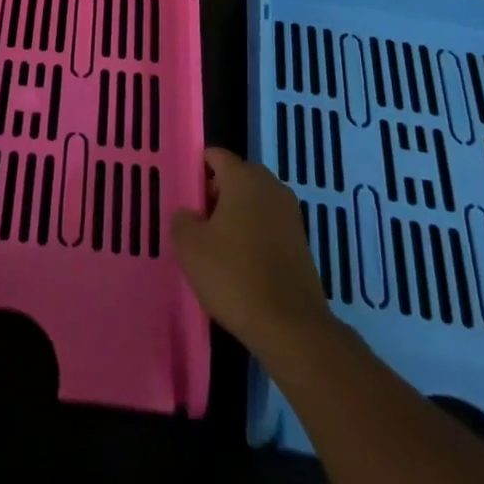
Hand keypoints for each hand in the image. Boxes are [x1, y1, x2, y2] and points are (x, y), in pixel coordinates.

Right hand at [172, 147, 333, 358]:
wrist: (291, 327)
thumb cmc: (234, 276)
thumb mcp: (190, 246)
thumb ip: (182, 219)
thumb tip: (189, 214)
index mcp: (244, 177)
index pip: (215, 156)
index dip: (196, 171)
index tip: (185, 197)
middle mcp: (271, 186)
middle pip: (236, 177)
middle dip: (216, 194)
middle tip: (198, 224)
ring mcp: (290, 214)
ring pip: (254, 202)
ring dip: (236, 216)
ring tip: (217, 248)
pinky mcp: (301, 242)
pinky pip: (269, 225)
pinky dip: (254, 236)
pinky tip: (241, 265)